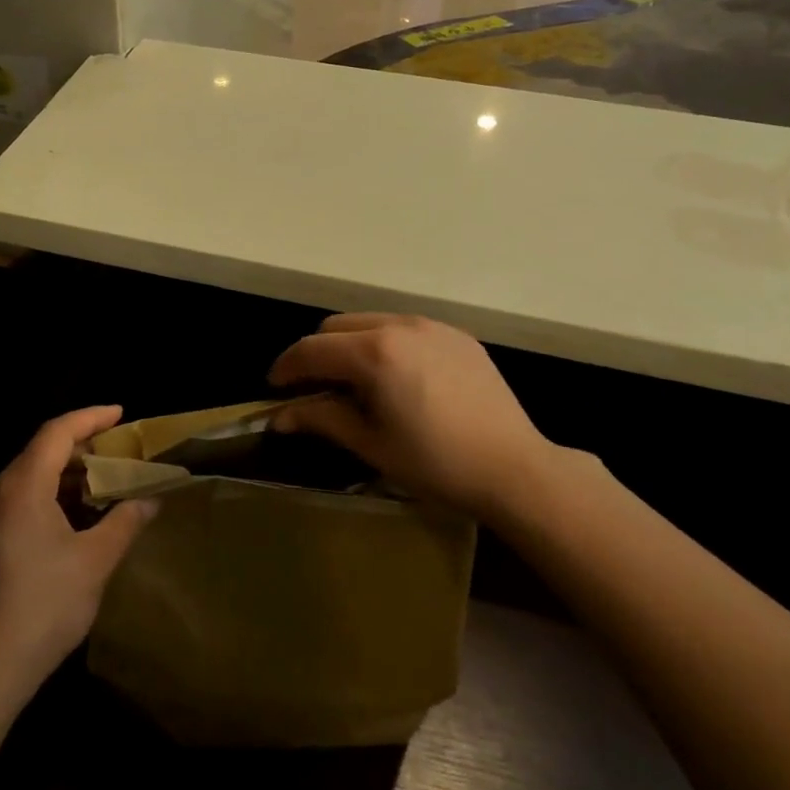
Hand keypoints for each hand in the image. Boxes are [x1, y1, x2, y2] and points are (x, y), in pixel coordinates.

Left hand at [0, 406, 158, 695]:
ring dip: (67, 474)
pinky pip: (20, 500)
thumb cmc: (44, 605)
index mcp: (22, 486)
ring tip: (104, 481)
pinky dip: (51, 496)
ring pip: (30, 477)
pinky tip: (75, 516)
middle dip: (82, 446)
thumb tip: (151, 502)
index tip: (121, 413)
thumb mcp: (95, 561)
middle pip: (41, 451)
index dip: (91, 417)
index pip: (57, 432)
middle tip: (119, 451)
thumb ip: (125, 522)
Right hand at [269, 314, 581, 521]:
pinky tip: (396, 378)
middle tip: (314, 389)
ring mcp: (431, 326)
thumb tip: (278, 417)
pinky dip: (385, 343)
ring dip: (350, 345)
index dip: (286, 368)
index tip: (274, 389)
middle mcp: (399, 325)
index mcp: (373, 352)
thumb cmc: (436, 463)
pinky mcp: (456, 335)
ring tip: (355, 382)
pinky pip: (404, 328)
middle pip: (336, 327)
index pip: (311, 349)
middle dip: (316, 353)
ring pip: (370, 321)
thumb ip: (320, 419)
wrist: (515, 468)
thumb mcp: (370, 445)